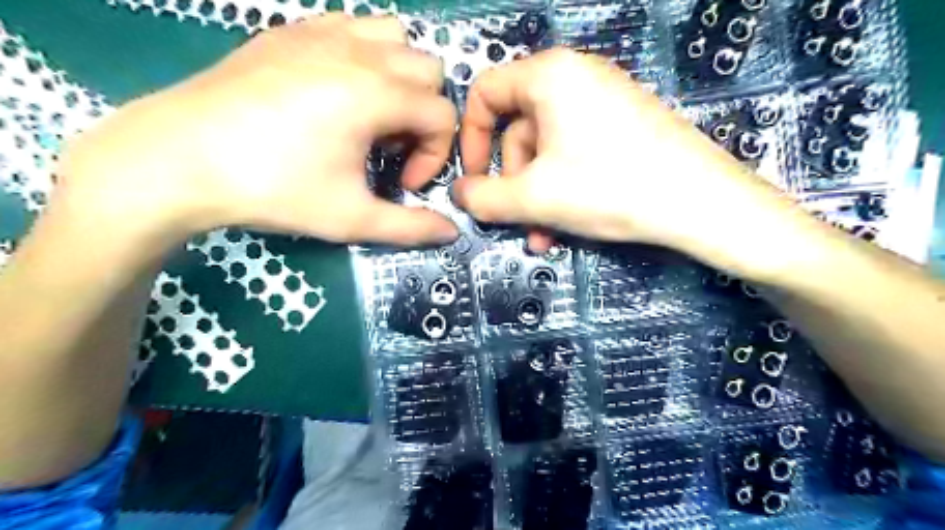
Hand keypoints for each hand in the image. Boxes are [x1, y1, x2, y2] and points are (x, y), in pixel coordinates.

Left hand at [58, 15, 457, 245]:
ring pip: (396, 38)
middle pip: (430, 71)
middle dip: (424, 114)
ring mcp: (322, 32)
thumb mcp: (351, 218)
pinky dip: (366, 56)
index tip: (404, 183)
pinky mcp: (291, 30)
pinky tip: (338, 92)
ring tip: (372, 115)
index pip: (443, 115)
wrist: (178, 159)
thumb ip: (410, 226)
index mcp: (376, 94)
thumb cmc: (274, 189)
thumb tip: (452, 232)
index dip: (436, 155)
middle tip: (390, 150)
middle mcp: (358, 52)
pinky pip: (353, 28)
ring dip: (401, 78)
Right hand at [452, 51, 794, 276]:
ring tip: (542, 234)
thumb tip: (458, 193)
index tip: (474, 180)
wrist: (702, 204)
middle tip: (515, 220)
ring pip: (546, 151)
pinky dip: (561, 189)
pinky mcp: (621, 127)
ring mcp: (603, 103)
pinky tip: (563, 225)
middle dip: (512, 182)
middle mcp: (576, 78)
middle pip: (518, 130)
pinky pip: (573, 154)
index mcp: (550, 76)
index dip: (470, 140)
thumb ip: (483, 197)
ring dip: (536, 196)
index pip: (485, 94)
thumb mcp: (534, 197)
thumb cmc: (610, 188)